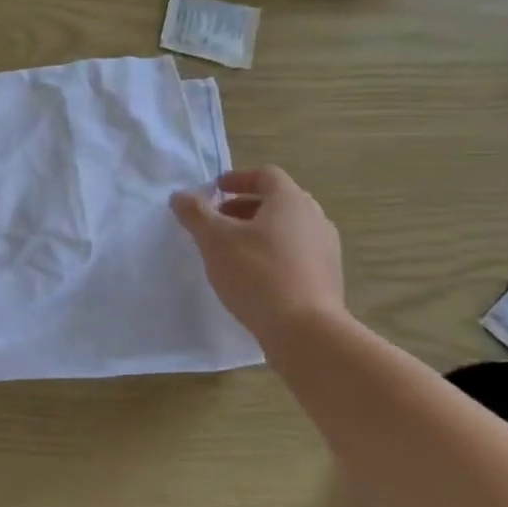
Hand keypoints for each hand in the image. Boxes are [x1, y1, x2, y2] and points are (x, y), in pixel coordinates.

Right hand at [171, 167, 345, 344]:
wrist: (305, 331)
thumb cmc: (257, 273)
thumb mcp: (214, 240)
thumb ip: (194, 213)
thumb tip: (180, 196)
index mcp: (290, 201)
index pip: (266, 175)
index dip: (238, 178)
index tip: (214, 190)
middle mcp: (314, 218)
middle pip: (277, 201)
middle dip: (244, 207)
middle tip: (217, 221)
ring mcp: (325, 248)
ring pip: (287, 228)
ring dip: (258, 231)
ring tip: (231, 250)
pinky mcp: (327, 276)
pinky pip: (295, 253)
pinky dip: (272, 253)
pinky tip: (253, 275)